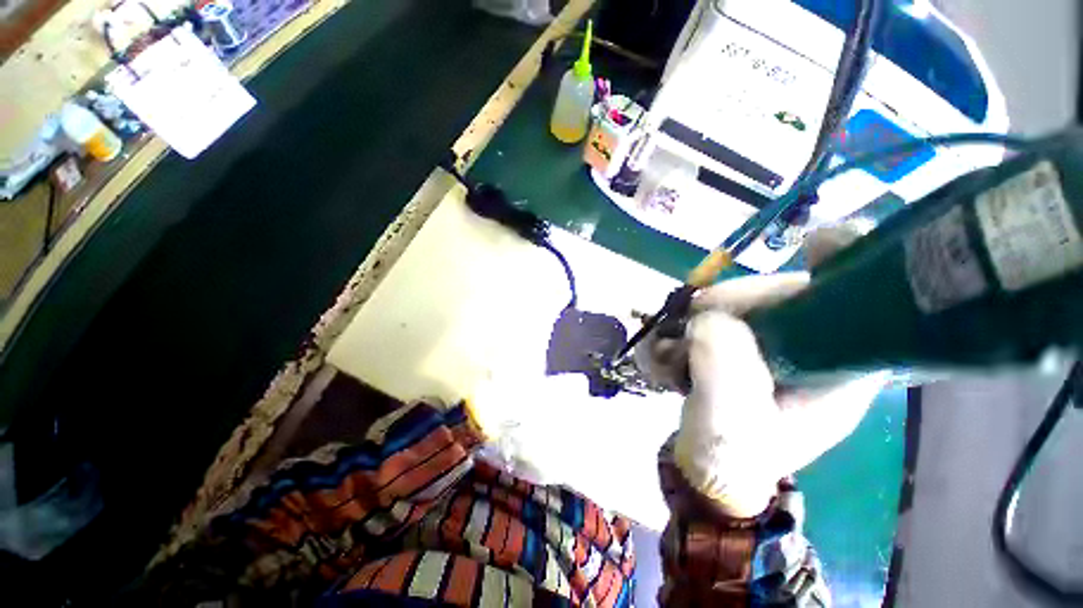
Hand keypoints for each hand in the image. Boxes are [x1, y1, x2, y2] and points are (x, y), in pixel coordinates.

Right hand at [639, 227, 884, 516]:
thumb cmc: (730, 456)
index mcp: (841, 372)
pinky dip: (692, 325)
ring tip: (673, 350)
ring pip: (746, 303)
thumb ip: (723, 372)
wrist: (709, 468)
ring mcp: (777, 345)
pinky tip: (673, 350)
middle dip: (735, 300)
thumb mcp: (727, 422)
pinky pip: (720, 315)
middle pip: (787, 295)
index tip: (815, 244)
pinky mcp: (745, 344)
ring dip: (703, 316)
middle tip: (693, 320)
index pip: (862, 304)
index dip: (847, 266)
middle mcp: (817, 350)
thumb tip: (708, 318)